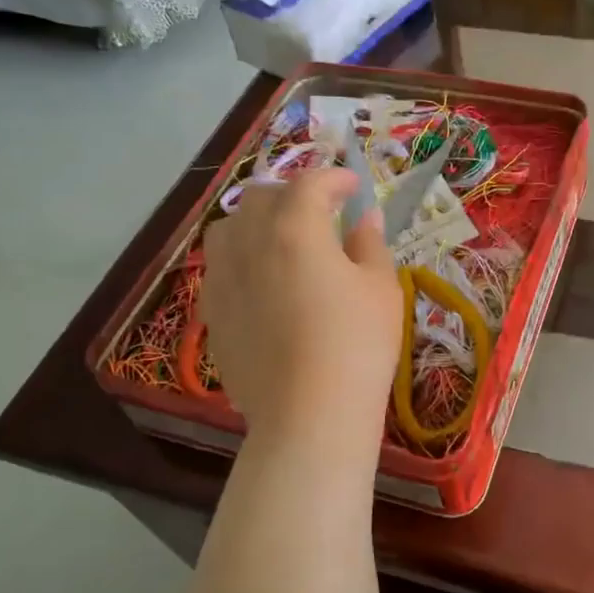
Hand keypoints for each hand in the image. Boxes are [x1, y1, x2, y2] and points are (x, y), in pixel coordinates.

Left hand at [201, 167, 402, 446]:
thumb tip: (364, 218)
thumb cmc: (357, 345)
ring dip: (256, 221)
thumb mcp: (380, 289)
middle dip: (292, 194)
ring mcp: (222, 279)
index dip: (335, 178)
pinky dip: (242, 260)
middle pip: (261, 197)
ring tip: (282, 241)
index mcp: (294, 229)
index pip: (310, 183)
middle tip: (321, 212)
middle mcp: (249, 243)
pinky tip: (263, 284)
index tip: (354, 187)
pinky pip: (220, 268)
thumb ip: (369, 245)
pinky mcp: (212, 313)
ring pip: (229, 228)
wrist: (308, 414)